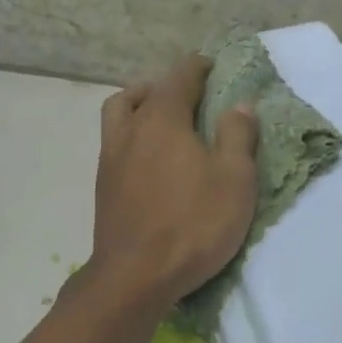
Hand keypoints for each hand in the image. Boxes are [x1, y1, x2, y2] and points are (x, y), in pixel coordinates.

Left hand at [84, 54, 258, 309]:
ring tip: (160, 121)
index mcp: (163, 120)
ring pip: (118, 115)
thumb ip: (237, 136)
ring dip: (138, 106)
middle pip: (141, 92)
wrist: (135, 276)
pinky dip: (130, 136)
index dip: (198, 68)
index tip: (213, 67)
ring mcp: (110, 158)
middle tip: (189, 97)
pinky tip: (148, 159)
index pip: (180, 77)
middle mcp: (130, 130)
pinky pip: (113, 143)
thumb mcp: (234, 180)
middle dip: (166, 86)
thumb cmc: (192, 224)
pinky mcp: (102, 186)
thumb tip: (239, 105)